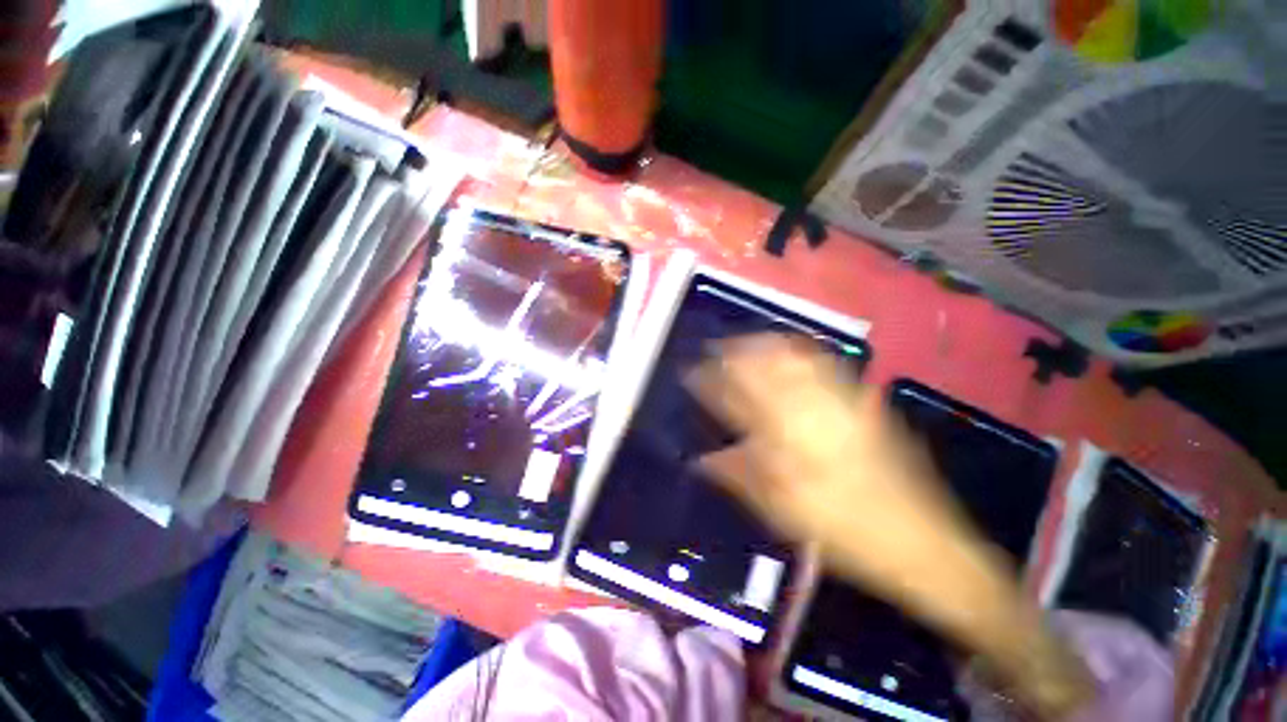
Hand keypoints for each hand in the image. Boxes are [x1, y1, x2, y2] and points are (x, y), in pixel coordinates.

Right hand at [687, 333, 1093, 718]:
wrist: (925, 542)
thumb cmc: (846, 530)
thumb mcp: (784, 511)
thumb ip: (740, 476)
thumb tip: (702, 459)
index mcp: (789, 434)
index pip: (738, 396)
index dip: (711, 382)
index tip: (691, 372)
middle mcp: (813, 407)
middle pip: (766, 365)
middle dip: (735, 352)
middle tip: (714, 348)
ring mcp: (843, 400)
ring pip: (795, 356)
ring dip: (765, 344)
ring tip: (745, 340)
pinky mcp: (864, 402)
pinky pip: (826, 363)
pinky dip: (800, 349)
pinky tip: (791, 347)